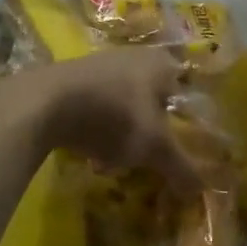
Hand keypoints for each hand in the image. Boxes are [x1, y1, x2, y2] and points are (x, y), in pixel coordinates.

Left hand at [28, 47, 197, 186]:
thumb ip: (181, 166)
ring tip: (112, 163)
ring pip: (122, 105)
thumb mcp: (154, 147)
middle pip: (151, 102)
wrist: (45, 102)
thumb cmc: (114, 116)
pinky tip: (89, 155)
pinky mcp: (72, 77)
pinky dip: (97, 129)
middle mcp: (135, 56)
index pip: (184, 93)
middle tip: (144, 158)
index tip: (175, 148)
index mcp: (162, 64)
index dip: (183, 123)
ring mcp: (101, 64)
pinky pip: (95, 106)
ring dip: (120, 135)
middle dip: (147, 133)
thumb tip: (201, 189)